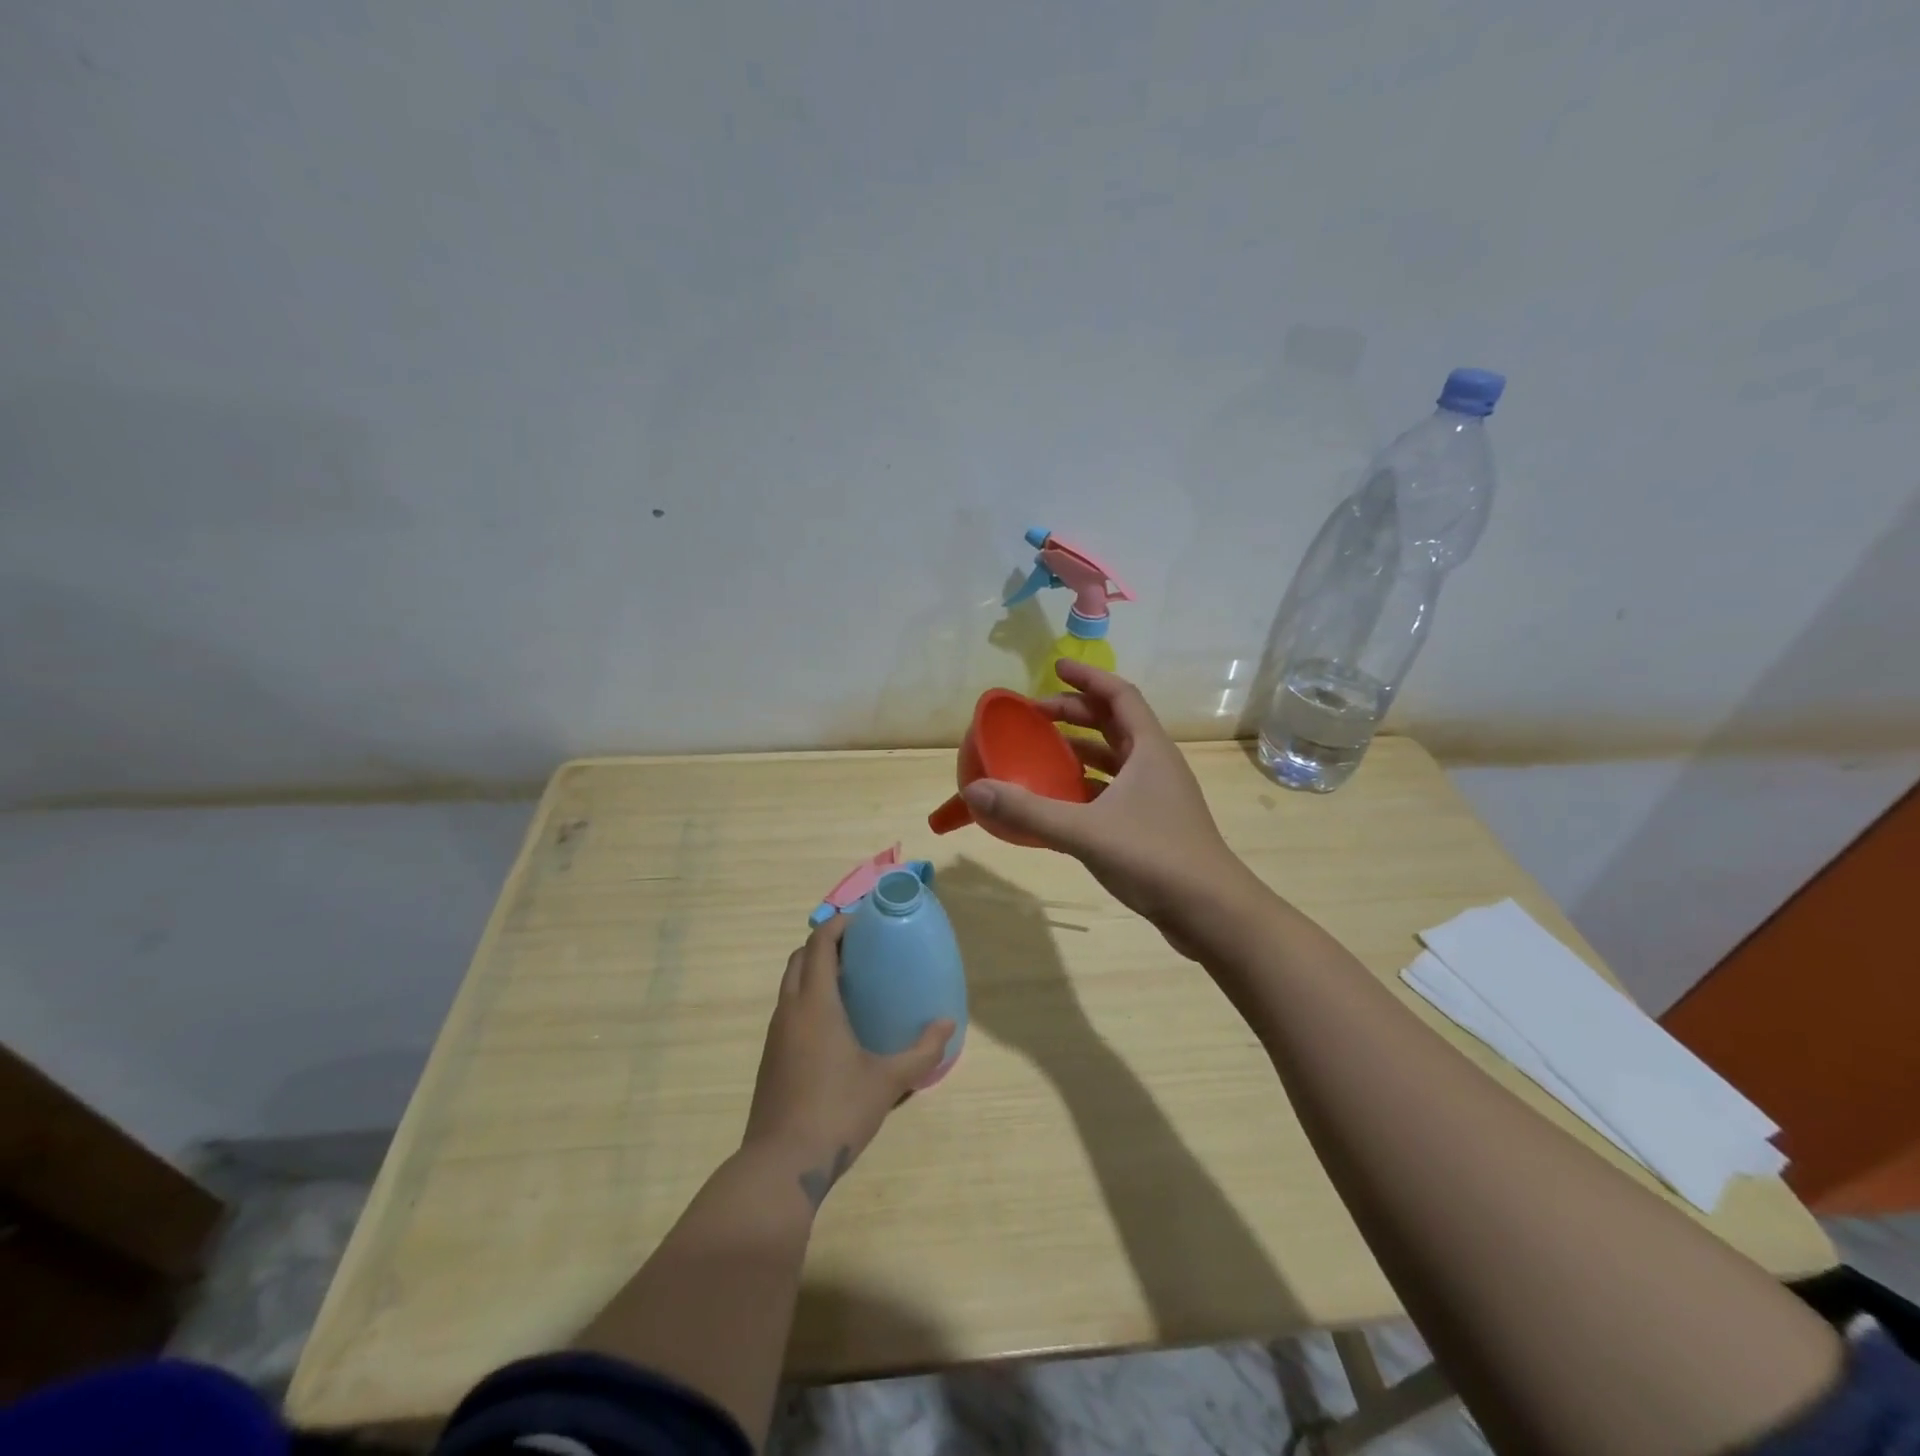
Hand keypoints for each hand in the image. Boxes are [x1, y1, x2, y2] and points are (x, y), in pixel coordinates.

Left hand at [742, 917, 952, 1208]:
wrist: (782, 1163)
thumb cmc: (838, 1111)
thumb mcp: (888, 1081)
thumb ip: (921, 1052)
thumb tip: (947, 1024)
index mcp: (816, 1003)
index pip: (819, 944)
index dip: (838, 925)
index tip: (863, 921)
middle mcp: (790, 1009)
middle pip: (800, 958)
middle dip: (825, 944)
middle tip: (859, 949)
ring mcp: (775, 1033)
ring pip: (790, 983)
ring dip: (813, 970)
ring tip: (849, 981)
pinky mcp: (770, 1056)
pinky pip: (787, 1008)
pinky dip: (806, 997)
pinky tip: (833, 1023)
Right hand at [960, 661, 1249, 941]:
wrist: (1211, 912)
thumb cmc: (1154, 857)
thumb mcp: (1085, 831)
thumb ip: (1029, 811)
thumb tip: (975, 791)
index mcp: (1149, 749)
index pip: (1119, 695)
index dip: (1087, 678)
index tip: (1055, 668)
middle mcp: (1156, 764)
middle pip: (1114, 724)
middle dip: (1075, 714)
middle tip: (1035, 715)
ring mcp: (1158, 796)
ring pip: (1116, 759)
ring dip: (1082, 750)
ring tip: (1043, 752)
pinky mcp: (1154, 824)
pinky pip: (1115, 791)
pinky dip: (1088, 786)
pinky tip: (1062, 802)